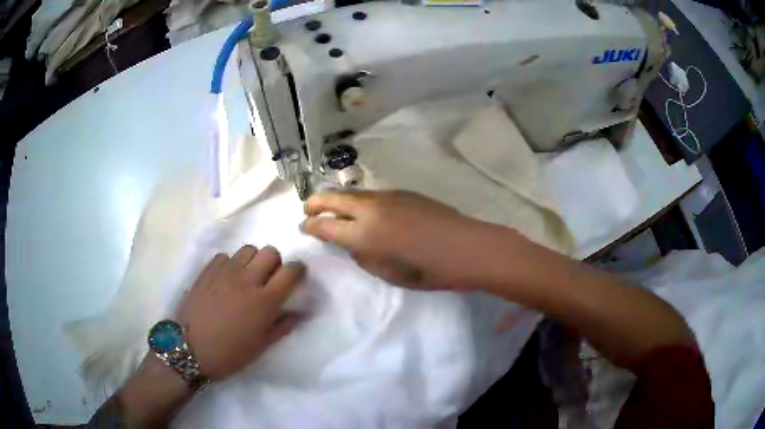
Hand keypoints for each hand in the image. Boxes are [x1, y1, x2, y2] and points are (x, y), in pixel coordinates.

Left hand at [175, 245, 303, 380]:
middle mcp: (247, 280)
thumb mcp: (261, 346)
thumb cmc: (230, 353)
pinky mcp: (208, 270)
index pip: (290, 271)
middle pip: (270, 252)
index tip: (296, 276)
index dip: (298, 270)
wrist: (189, 349)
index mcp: (264, 301)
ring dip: (253, 260)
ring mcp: (225, 272)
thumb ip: (283, 326)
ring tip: (247, 277)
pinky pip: (225, 256)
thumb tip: (299, 312)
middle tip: (269, 278)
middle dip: (275, 262)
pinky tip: (226, 280)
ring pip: (248, 249)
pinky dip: (231, 264)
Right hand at [300, 190, 493, 289]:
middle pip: (333, 198)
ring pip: (352, 192)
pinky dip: (357, 198)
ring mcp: (388, 196)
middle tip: (307, 209)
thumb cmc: (429, 271)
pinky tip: (362, 207)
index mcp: (364, 235)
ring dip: (336, 198)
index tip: (303, 227)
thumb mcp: (389, 273)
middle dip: (315, 203)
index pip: (326, 226)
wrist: (466, 247)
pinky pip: (371, 193)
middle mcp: (370, 209)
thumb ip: (363, 256)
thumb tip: (351, 243)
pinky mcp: (403, 192)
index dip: (310, 225)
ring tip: (330, 205)